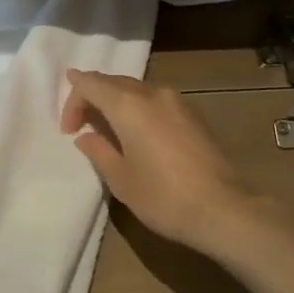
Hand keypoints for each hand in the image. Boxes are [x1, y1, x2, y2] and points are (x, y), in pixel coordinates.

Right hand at [61, 70, 266, 252]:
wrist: (224, 209)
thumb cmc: (163, 196)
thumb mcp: (120, 179)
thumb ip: (99, 151)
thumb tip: (87, 137)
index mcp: (129, 105)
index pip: (90, 83)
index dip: (72, 101)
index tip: (69, 131)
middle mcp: (154, 94)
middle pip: (114, 82)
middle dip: (92, 99)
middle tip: (81, 128)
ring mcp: (178, 102)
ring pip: (137, 90)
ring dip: (116, 104)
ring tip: (108, 133)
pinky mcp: (194, 116)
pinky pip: (156, 102)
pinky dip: (138, 110)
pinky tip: (137, 136)